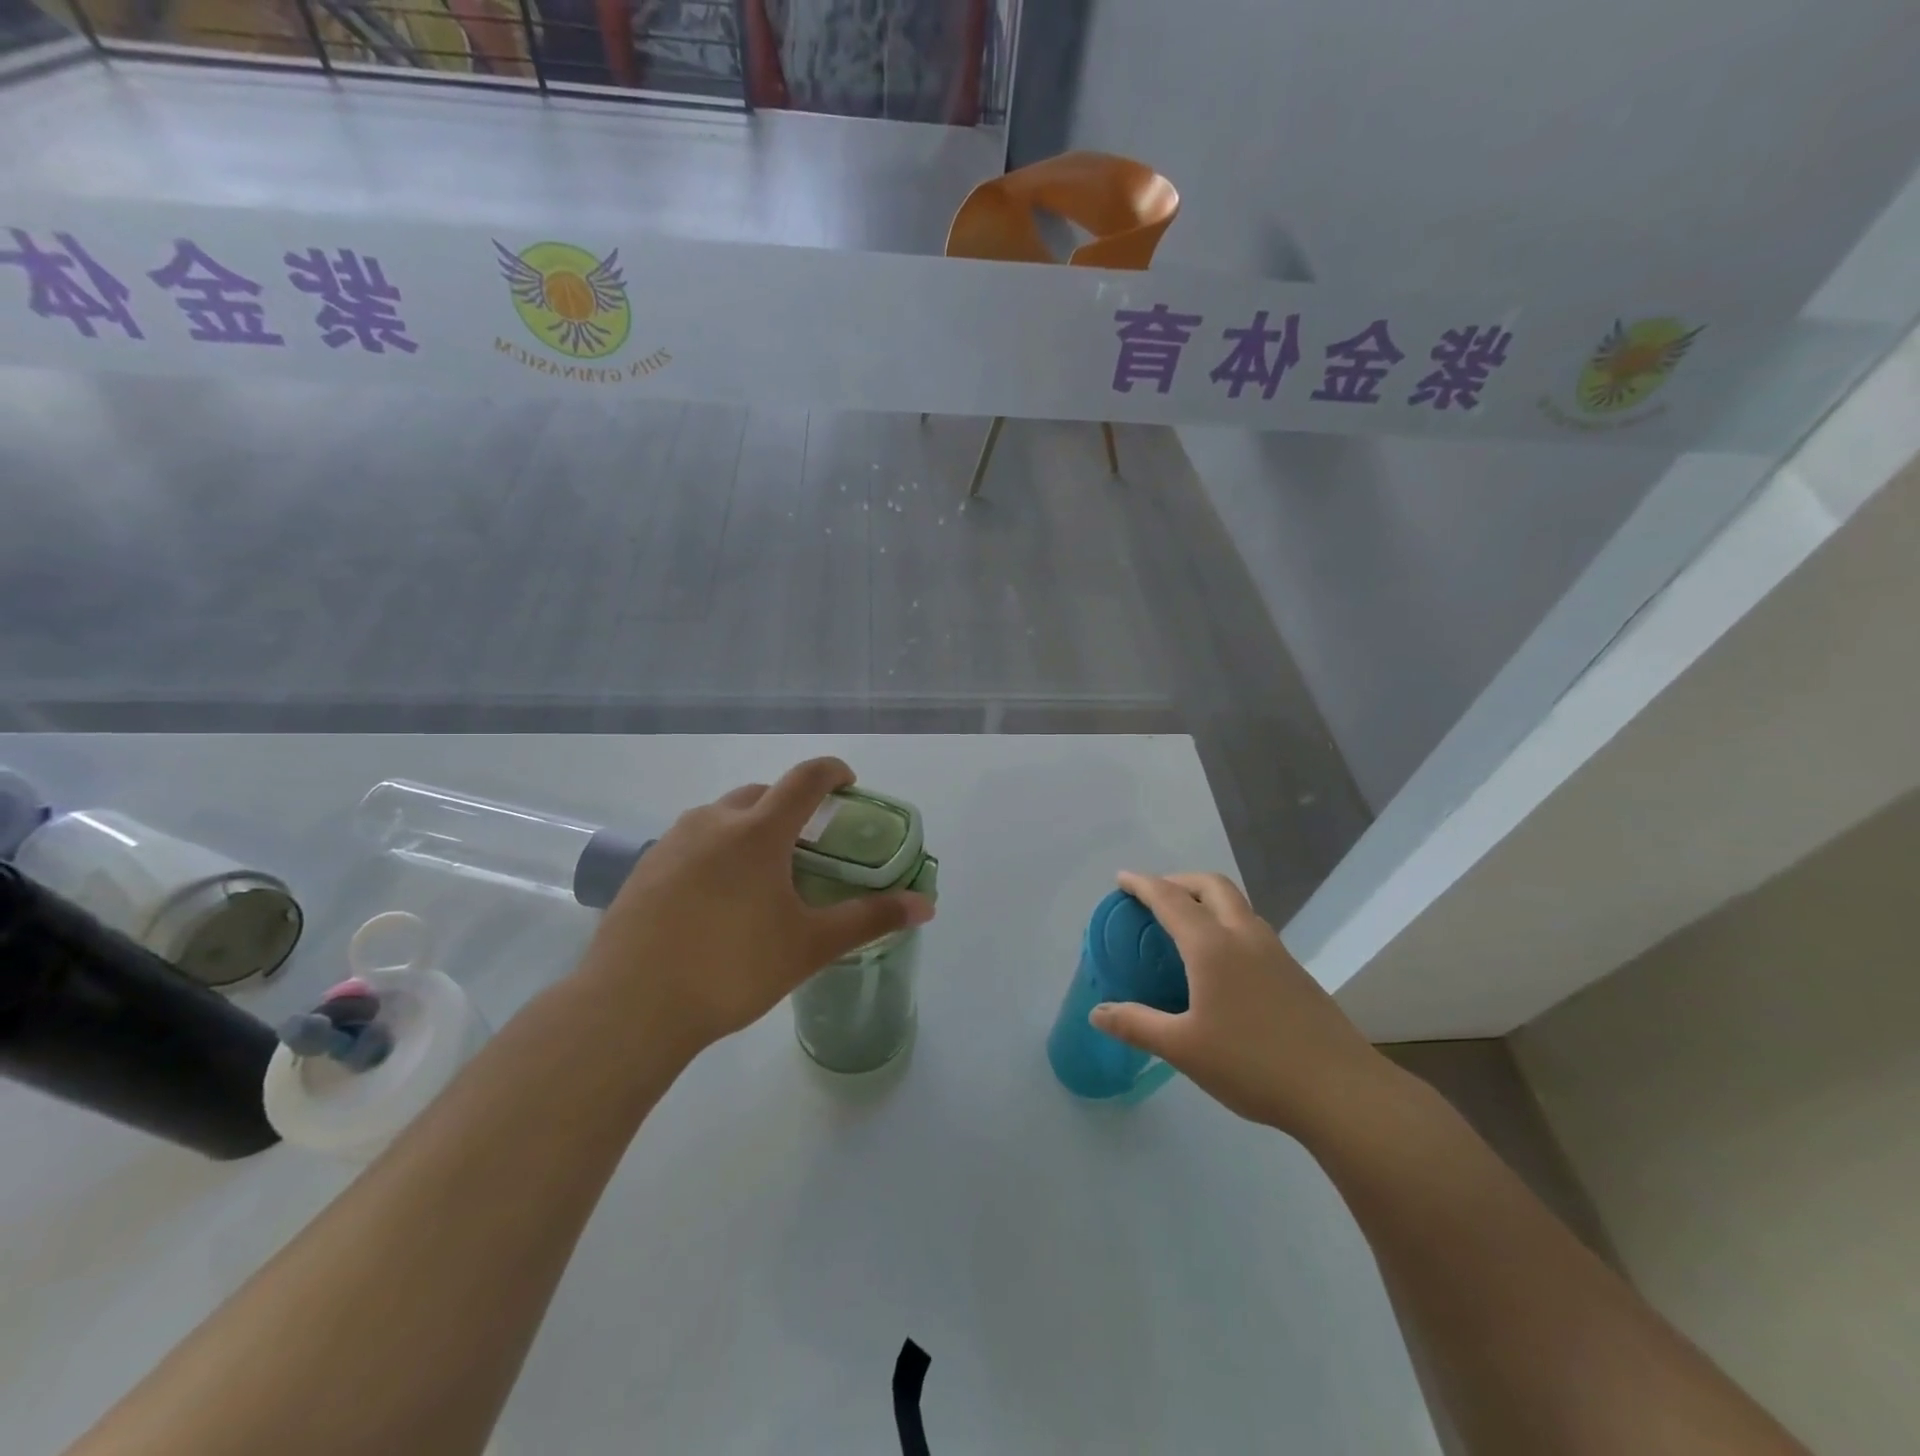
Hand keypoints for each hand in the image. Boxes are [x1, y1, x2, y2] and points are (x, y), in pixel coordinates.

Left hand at [578, 758, 934, 1057]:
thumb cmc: (732, 969)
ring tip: (761, 874)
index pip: (805, 778)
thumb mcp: (810, 946)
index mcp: (758, 831)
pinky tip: (715, 899)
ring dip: (749, 828)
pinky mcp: (643, 869)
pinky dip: (714, 852)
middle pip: (762, 794)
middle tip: (808, 843)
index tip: (849, 785)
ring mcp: (671, 843)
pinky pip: (690, 843)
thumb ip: (870, 919)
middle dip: (790, 806)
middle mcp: (713, 822)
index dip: (833, 772)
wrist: (629, 1008)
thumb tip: (926, 905)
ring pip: (721, 816)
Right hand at [1089, 872, 1388, 1137]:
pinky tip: (1221, 963)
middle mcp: (1244, 936)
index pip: (1170, 899)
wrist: (1341, 1091)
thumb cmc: (1252, 1065)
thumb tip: (1097, 1012)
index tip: (1122, 879)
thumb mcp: (1183, 1049)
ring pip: (1237, 905)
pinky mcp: (1295, 973)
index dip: (1142, 885)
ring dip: (1207, 899)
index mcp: (1212, 946)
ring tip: (1186, 923)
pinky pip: (1252, 929)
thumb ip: (1137, 1025)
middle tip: (1155, 895)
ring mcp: (1276, 952)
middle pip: (1211, 885)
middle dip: (1179, 880)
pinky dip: (1227, 923)